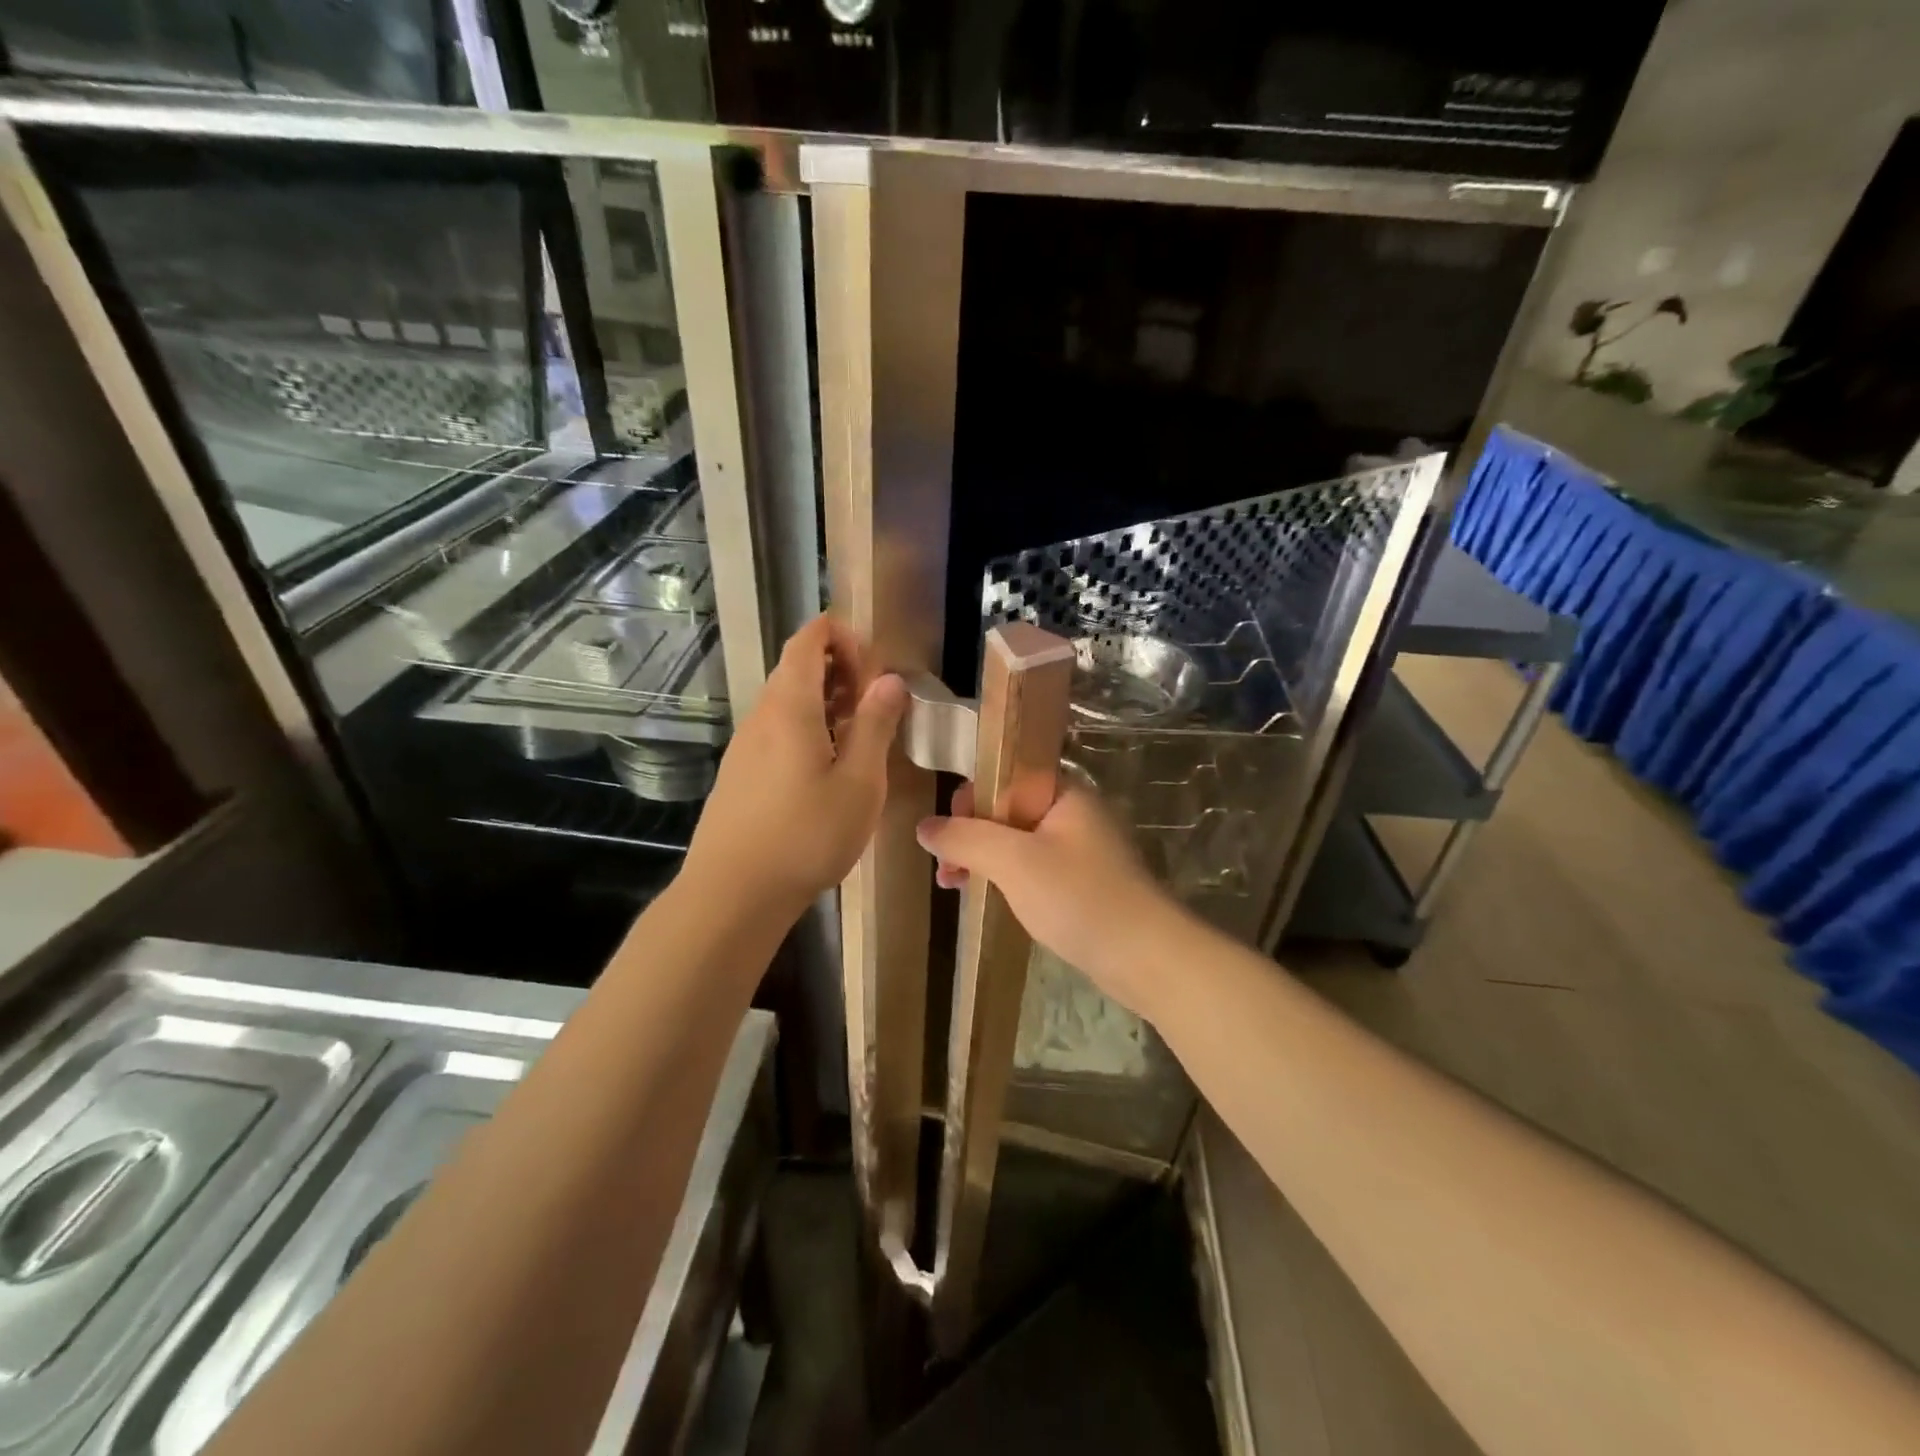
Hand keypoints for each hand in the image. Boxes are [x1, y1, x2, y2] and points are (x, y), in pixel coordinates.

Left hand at [687, 615, 905, 910]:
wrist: (733, 894)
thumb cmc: (806, 835)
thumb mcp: (859, 782)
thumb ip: (875, 726)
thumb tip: (889, 680)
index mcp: (790, 706)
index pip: (808, 640)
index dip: (841, 635)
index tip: (874, 664)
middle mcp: (761, 716)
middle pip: (796, 668)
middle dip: (839, 671)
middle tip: (876, 704)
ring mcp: (745, 746)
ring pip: (787, 702)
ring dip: (825, 703)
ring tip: (860, 738)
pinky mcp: (740, 774)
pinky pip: (777, 731)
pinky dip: (807, 729)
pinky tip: (828, 769)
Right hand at [915, 783, 1183, 1015]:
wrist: (1145, 956)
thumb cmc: (1078, 897)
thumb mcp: (1013, 861)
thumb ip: (966, 838)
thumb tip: (924, 826)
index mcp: (1063, 792)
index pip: (1006, 774)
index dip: (971, 797)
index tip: (948, 830)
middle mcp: (1072, 813)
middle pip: (1008, 808)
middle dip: (971, 833)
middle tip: (946, 868)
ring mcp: (1078, 849)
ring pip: (1017, 841)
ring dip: (983, 858)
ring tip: (953, 885)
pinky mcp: (1080, 882)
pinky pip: (1031, 868)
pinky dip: (1005, 877)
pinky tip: (984, 896)